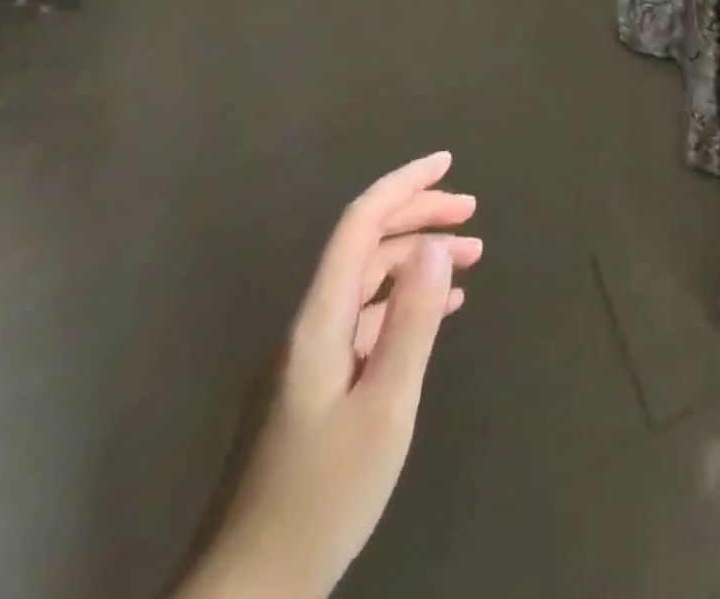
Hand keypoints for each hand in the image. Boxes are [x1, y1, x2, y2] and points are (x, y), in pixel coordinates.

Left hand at [174, 152, 481, 598]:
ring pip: (367, 282)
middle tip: (472, 213)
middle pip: (365, 246)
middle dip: (418, 216)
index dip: (403, 185)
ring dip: (417, 259)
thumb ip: (412, 321)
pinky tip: (438, 311)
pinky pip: (364, 319)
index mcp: (319, 322)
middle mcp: (308, 327)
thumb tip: (437, 246)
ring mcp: (307, 359)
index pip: (359, 225)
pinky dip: (404, 301)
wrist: (247, 595)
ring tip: (472, 257)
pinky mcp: (312, 388)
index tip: (447, 162)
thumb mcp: (385, 407)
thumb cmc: (321, 498)